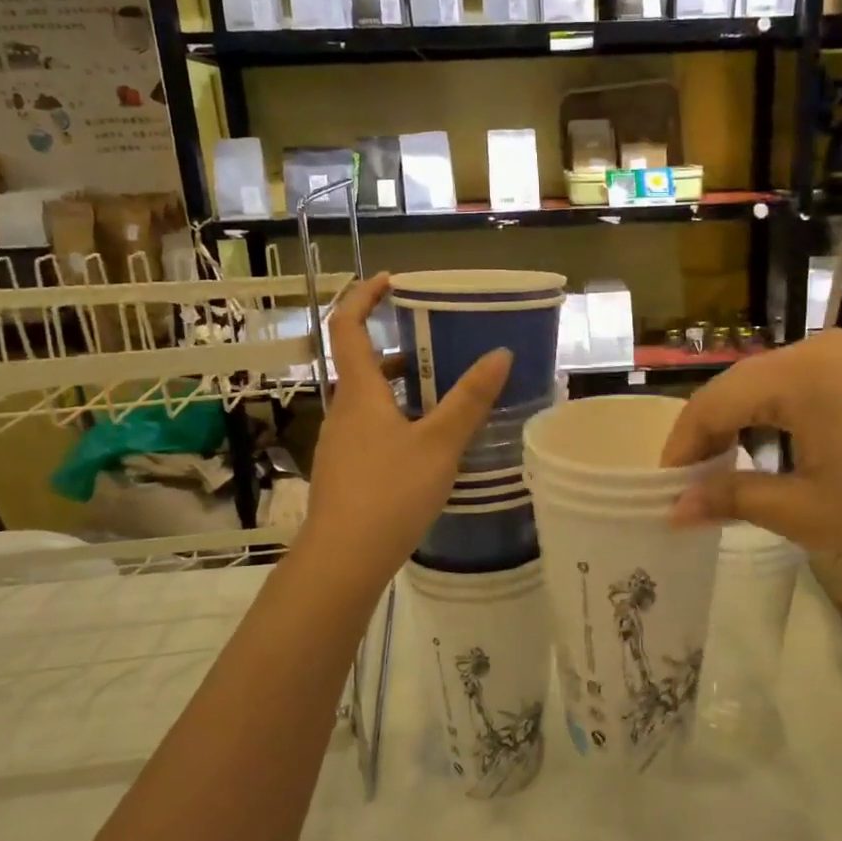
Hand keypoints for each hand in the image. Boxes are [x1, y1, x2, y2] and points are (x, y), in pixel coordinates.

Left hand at [298, 274, 510, 587]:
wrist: (344, 560)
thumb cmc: (390, 492)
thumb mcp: (440, 444)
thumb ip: (470, 399)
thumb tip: (501, 353)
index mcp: (359, 392)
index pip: (347, 326)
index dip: (363, 296)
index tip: (391, 281)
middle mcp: (343, 411)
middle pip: (364, 364)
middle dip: (400, 348)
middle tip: (442, 345)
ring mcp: (341, 443)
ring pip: (371, 400)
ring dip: (402, 387)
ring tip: (446, 394)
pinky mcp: (346, 471)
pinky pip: (372, 429)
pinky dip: (399, 419)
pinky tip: (430, 444)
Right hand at [660, 329, 841, 586]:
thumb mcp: (803, 512)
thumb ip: (731, 498)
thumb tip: (672, 508)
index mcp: (799, 373)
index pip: (713, 402)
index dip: (682, 446)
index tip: (664, 489)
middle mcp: (816, 349)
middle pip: (735, 388)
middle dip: (707, 437)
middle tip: (688, 486)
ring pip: (763, 387)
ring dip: (737, 427)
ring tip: (720, 475)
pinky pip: (795, 388)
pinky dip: (771, 420)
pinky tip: (766, 454)